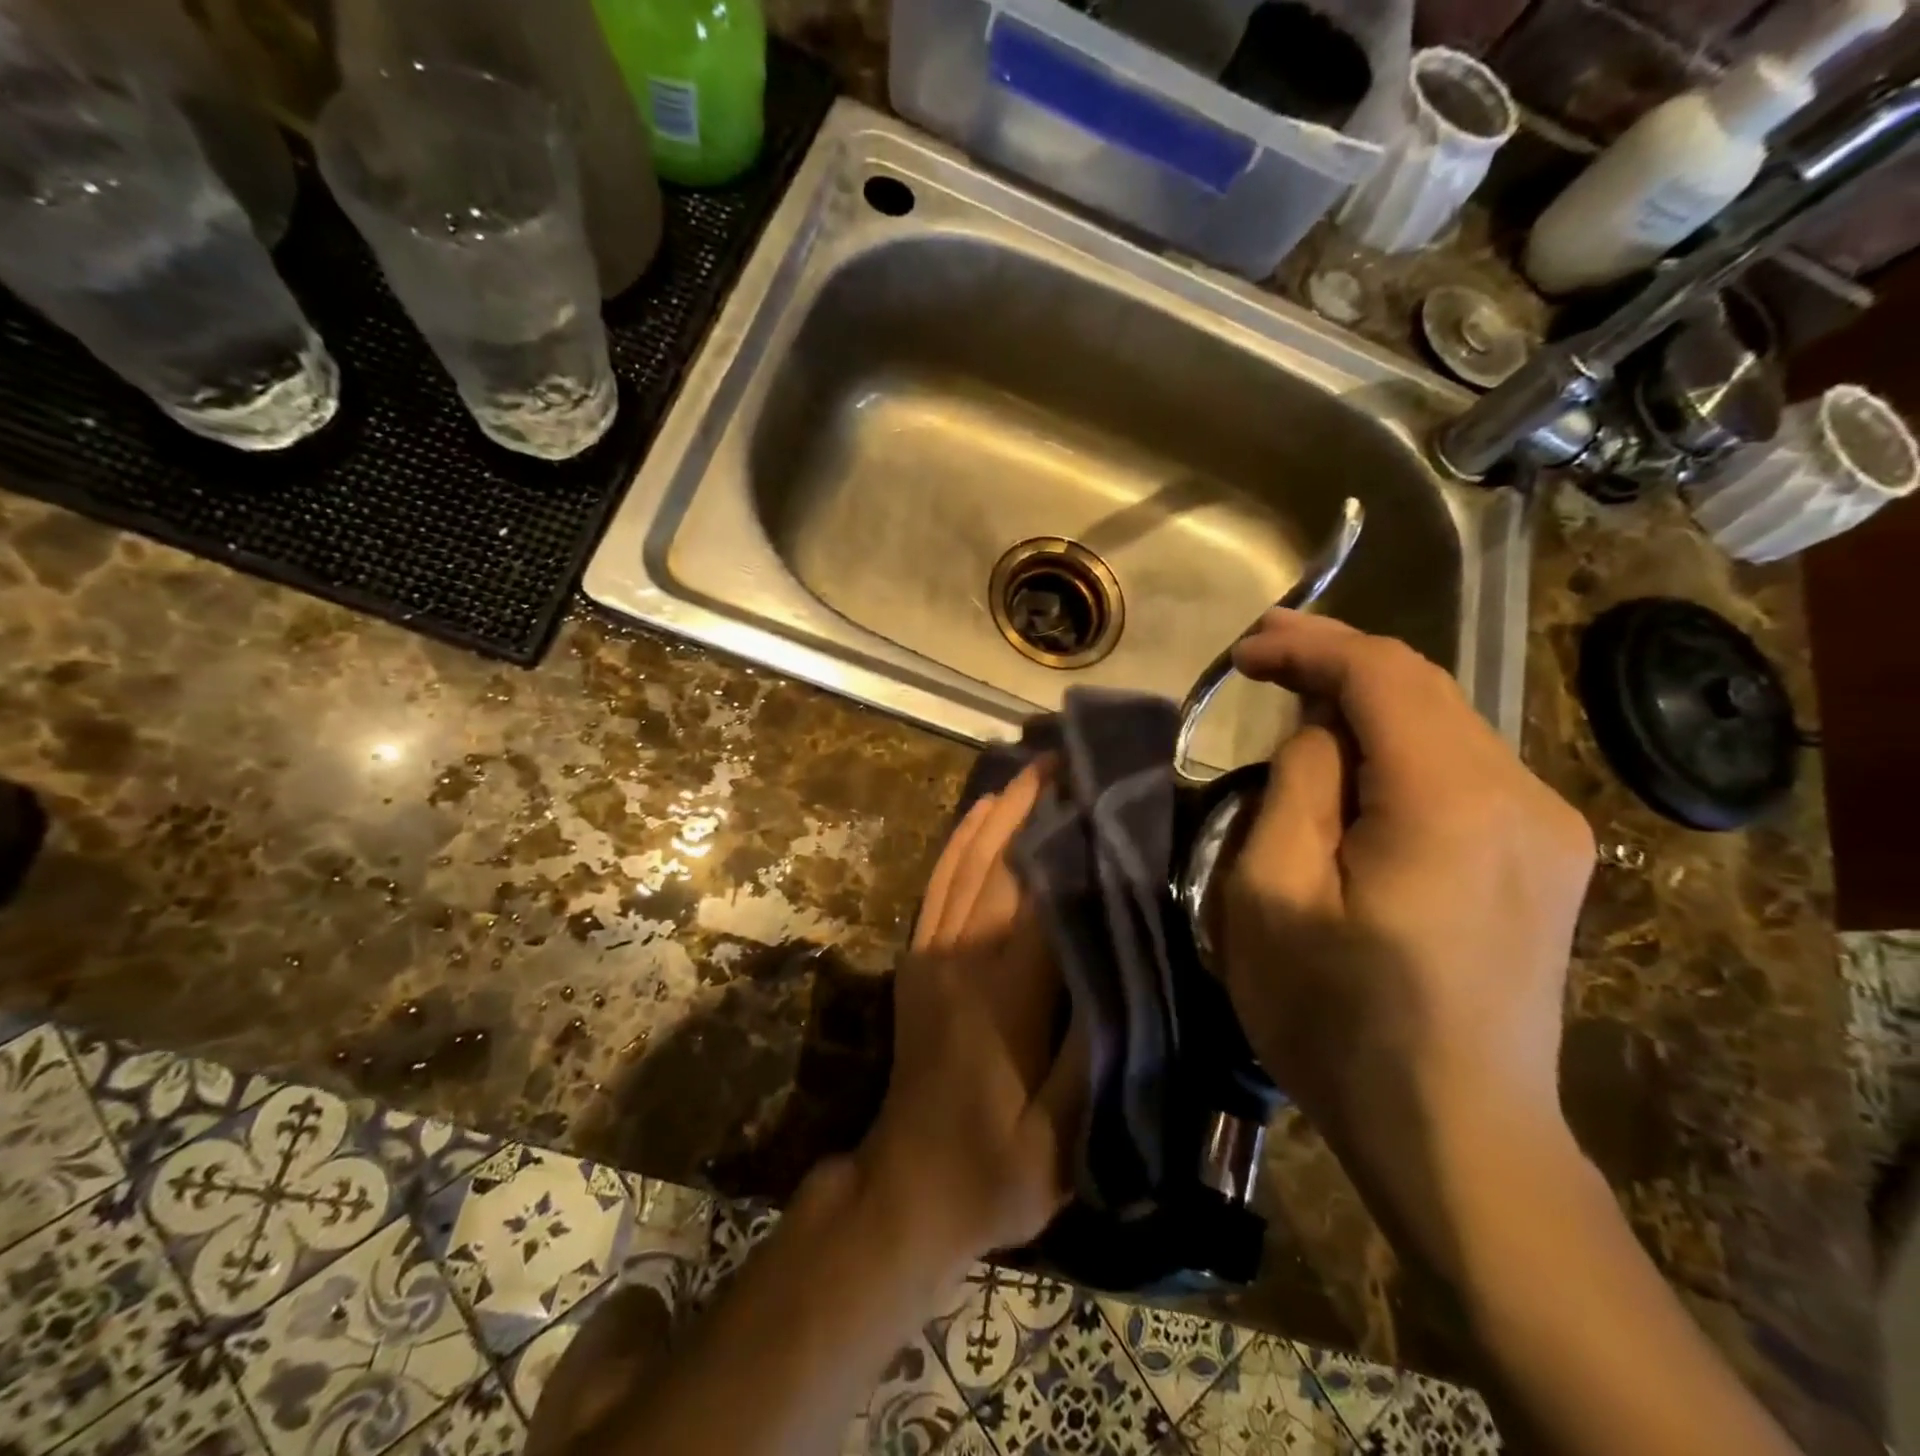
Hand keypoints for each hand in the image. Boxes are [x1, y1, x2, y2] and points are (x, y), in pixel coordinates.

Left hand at [856, 763, 1085, 1270]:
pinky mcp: (918, 956)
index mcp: (1003, 994)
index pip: (1042, 897)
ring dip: (1000, 809)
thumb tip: (1125, 966)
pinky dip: (961, 838)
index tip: (1104, 792)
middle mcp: (962, 955)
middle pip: (1002, 863)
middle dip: (1036, 805)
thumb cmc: (997, 1168)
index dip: (1072, 841)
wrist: (909, 1186)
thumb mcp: (1063, 1140)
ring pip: (967, 861)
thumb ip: (1094, 1055)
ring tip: (1036, 768)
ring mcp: (932, 951)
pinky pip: (938, 881)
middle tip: (1074, 758)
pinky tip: (982, 810)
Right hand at [1221, 611, 1594, 1155]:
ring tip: (1296, 706)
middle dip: (1336, 660)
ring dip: (1366, 704)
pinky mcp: (1548, 859)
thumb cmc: (1337, 1018)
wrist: (1456, 1136)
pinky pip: (1464, 767)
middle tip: (1262, 655)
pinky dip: (1400, 746)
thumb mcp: (1271, 895)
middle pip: (1423, 687)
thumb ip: (1296, 786)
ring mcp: (1549, 829)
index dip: (1308, 644)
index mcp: (1449, 802)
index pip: (1381, 674)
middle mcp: (1521, 796)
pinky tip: (1357, 768)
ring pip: (1446, 723)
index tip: (1245, 649)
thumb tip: (1318, 727)